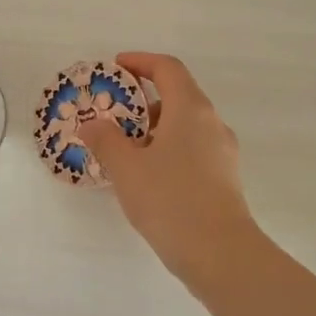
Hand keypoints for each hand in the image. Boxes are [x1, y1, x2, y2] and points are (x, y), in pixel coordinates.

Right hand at [78, 52, 259, 281]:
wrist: (220, 254)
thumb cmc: (170, 200)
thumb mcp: (127, 168)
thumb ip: (105, 140)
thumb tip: (92, 125)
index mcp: (190, 109)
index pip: (167, 69)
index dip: (140, 62)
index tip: (116, 67)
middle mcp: (211, 122)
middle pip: (177, 95)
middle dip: (142, 99)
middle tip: (112, 114)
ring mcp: (222, 151)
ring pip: (185, 125)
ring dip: (154, 127)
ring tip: (123, 149)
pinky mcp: (224, 177)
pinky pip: (192, 149)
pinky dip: (167, 148)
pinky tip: (146, 175)